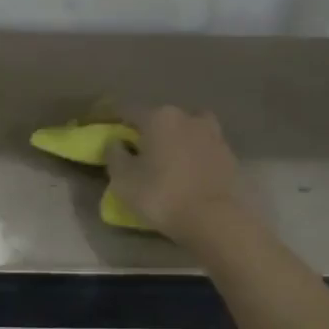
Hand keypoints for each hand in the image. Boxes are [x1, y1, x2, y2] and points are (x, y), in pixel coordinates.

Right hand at [104, 106, 256, 247]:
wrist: (214, 218)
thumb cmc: (161, 195)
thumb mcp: (123, 178)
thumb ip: (114, 154)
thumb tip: (116, 141)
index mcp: (158, 117)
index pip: (127, 110)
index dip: (111, 117)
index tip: (101, 126)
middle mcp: (187, 117)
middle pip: (158, 118)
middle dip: (144, 130)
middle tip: (133, 148)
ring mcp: (212, 133)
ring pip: (183, 130)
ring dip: (171, 139)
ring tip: (163, 157)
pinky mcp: (227, 154)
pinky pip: (200, 147)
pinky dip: (190, 153)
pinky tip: (184, 170)